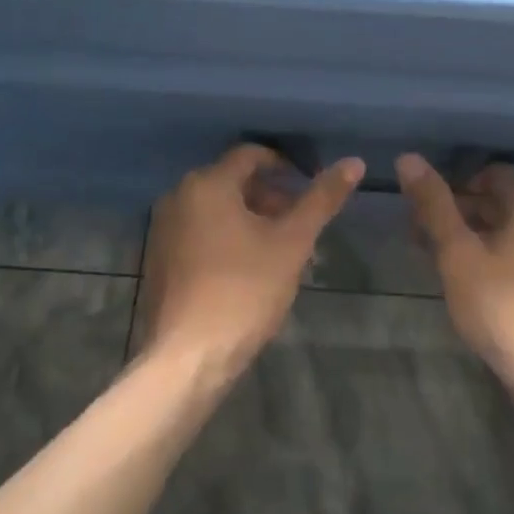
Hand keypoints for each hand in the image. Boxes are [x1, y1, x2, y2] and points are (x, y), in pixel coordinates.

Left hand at [139, 145, 363, 377]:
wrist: (189, 357)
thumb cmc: (244, 291)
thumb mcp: (292, 242)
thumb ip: (322, 199)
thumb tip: (354, 162)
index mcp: (207, 184)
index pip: (250, 155)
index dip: (283, 165)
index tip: (307, 185)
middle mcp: (178, 197)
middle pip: (232, 182)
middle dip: (269, 197)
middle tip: (298, 224)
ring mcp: (163, 229)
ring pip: (216, 210)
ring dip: (249, 219)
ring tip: (279, 250)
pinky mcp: (159, 259)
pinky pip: (199, 233)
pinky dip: (225, 238)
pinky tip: (247, 270)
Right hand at [397, 154, 513, 386]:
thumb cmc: (501, 303)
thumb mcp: (457, 251)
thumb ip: (433, 204)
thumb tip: (408, 158)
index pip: (489, 173)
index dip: (453, 182)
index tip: (422, 202)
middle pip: (494, 200)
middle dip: (453, 209)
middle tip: (414, 228)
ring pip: (498, 229)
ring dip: (463, 234)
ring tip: (426, 251)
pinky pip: (508, 253)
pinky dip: (480, 255)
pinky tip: (454, 275)